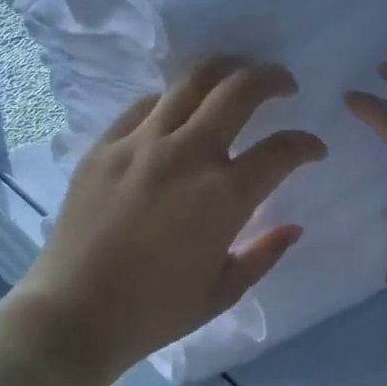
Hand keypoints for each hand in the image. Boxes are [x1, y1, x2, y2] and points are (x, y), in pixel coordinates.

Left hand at [6, 57, 326, 379]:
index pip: (281, 150)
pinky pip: (146, 105)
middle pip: (240, 91)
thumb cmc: (154, 312)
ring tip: (237, 72)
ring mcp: (141, 144)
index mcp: (224, 196)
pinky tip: (179, 110)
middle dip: (273, 80)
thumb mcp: (223, 293)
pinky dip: (173, 100)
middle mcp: (187, 155)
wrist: (72, 316)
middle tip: (285, 86)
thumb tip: (293, 228)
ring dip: (226, 69)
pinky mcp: (105, 146)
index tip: (315, 149)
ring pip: (191, 82)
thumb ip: (264, 254)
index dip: (306, 145)